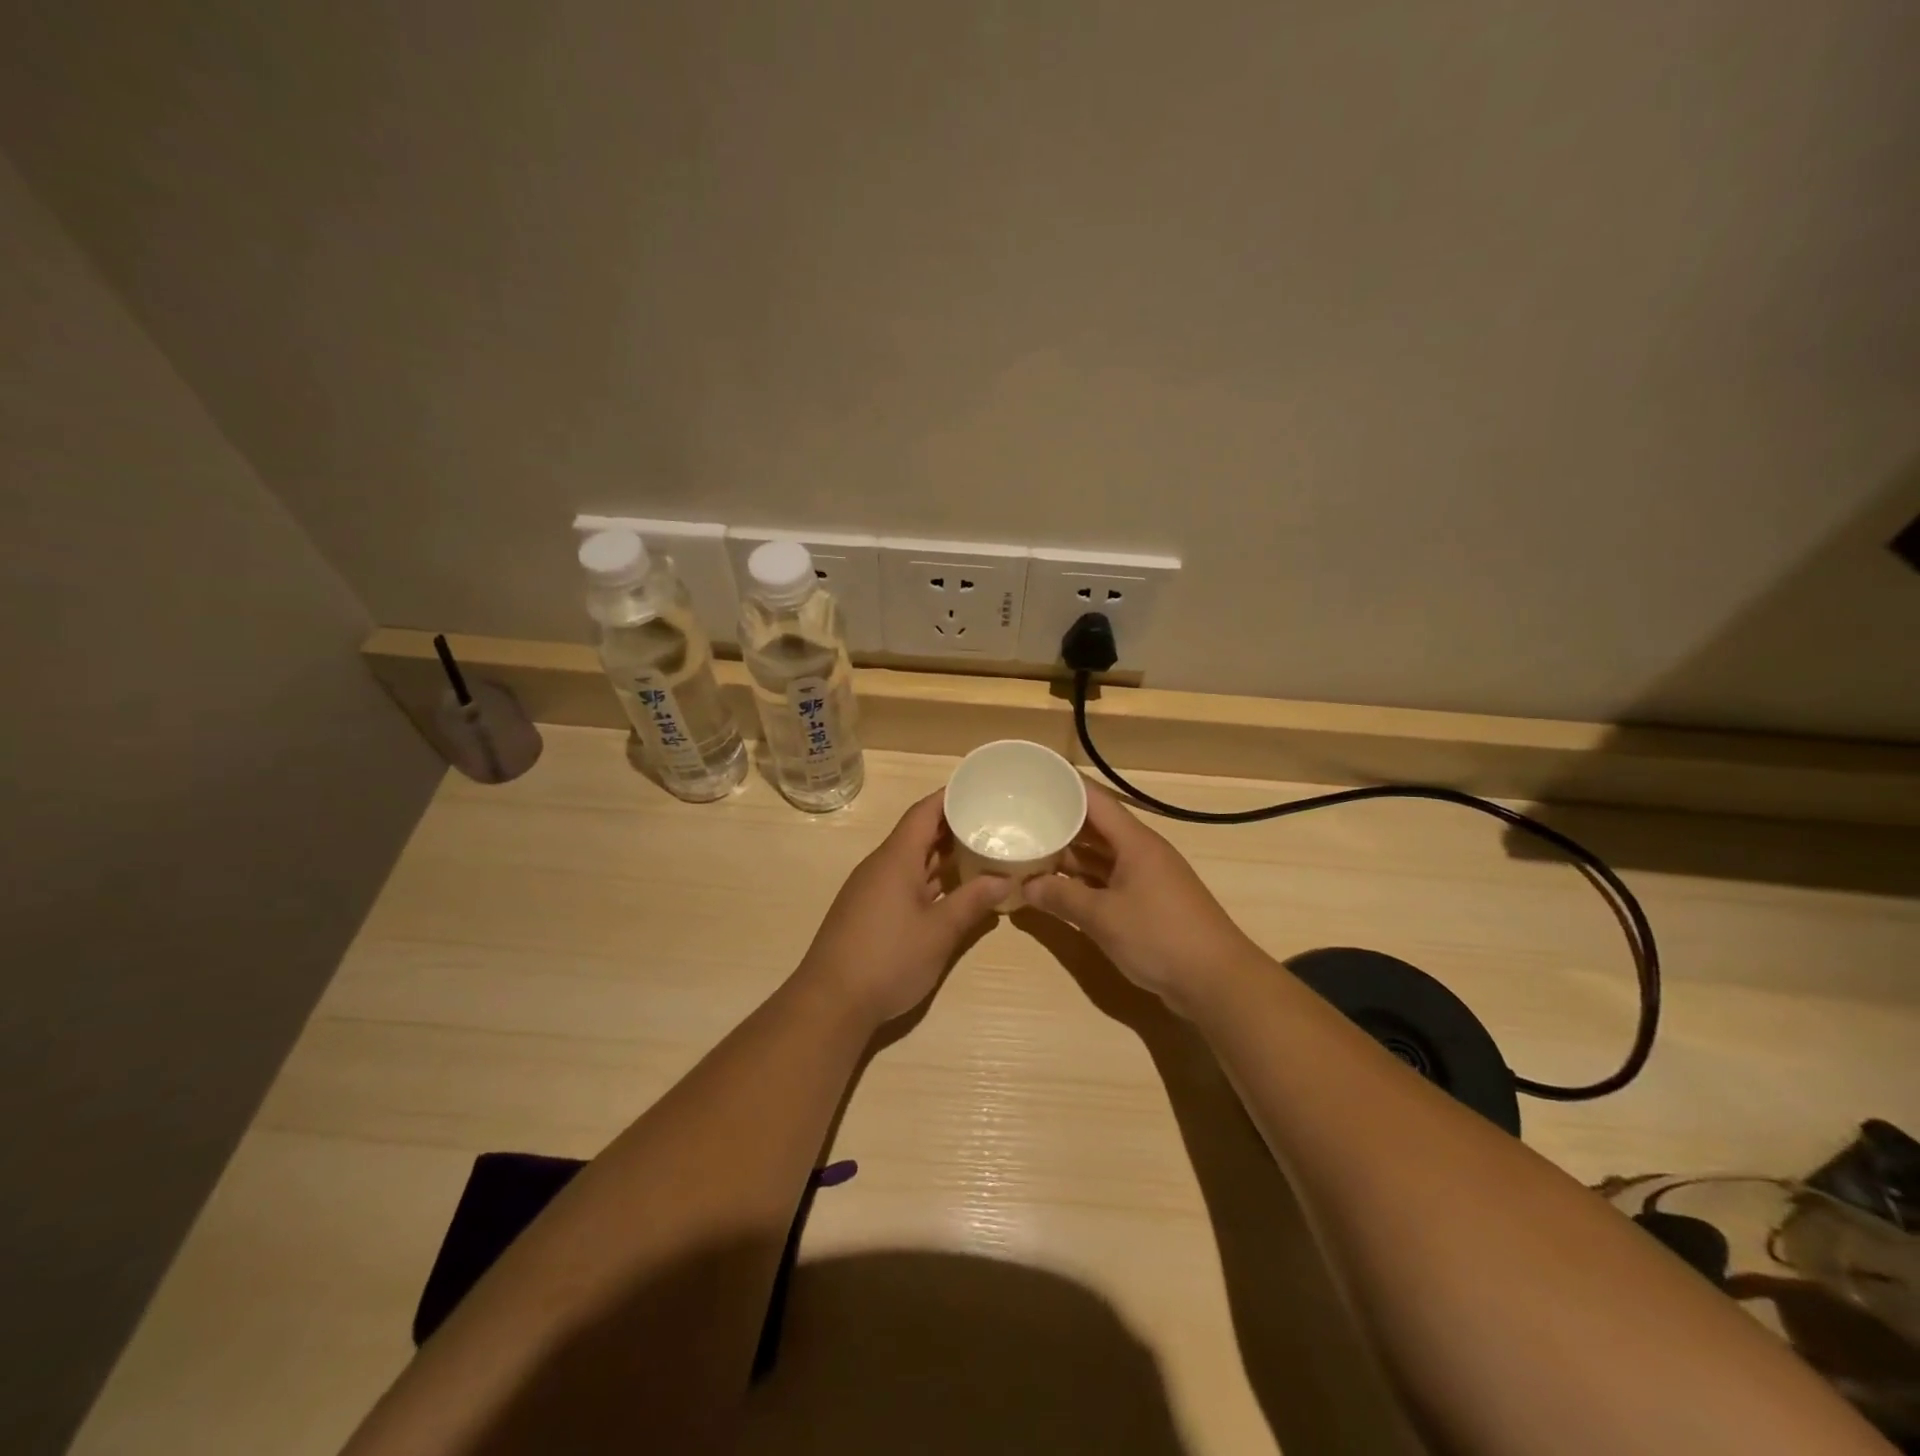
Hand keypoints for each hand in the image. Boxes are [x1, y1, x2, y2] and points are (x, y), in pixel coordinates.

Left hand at [798, 791, 1009, 1025]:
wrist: (831, 1002)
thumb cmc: (888, 958)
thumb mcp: (939, 931)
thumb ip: (972, 901)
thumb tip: (1004, 879)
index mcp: (896, 858)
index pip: (924, 812)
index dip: (949, 796)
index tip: (979, 788)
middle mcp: (881, 865)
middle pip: (918, 833)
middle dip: (952, 826)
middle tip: (991, 820)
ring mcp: (872, 889)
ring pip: (912, 859)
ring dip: (942, 854)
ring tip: (981, 849)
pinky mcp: (869, 911)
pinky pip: (904, 880)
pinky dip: (930, 877)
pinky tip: (953, 888)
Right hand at [1020, 788, 1262, 1013]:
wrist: (1216, 981)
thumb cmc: (1159, 936)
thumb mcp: (1102, 917)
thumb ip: (1062, 898)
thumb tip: (1026, 886)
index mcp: (1134, 841)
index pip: (1094, 799)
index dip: (1064, 786)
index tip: (1031, 780)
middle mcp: (1140, 852)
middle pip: (1095, 826)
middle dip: (1059, 822)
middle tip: (1019, 819)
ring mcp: (1146, 878)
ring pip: (1100, 856)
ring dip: (1069, 855)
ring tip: (1029, 851)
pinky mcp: (1148, 903)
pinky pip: (1108, 880)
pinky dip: (1083, 882)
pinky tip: (1057, 888)